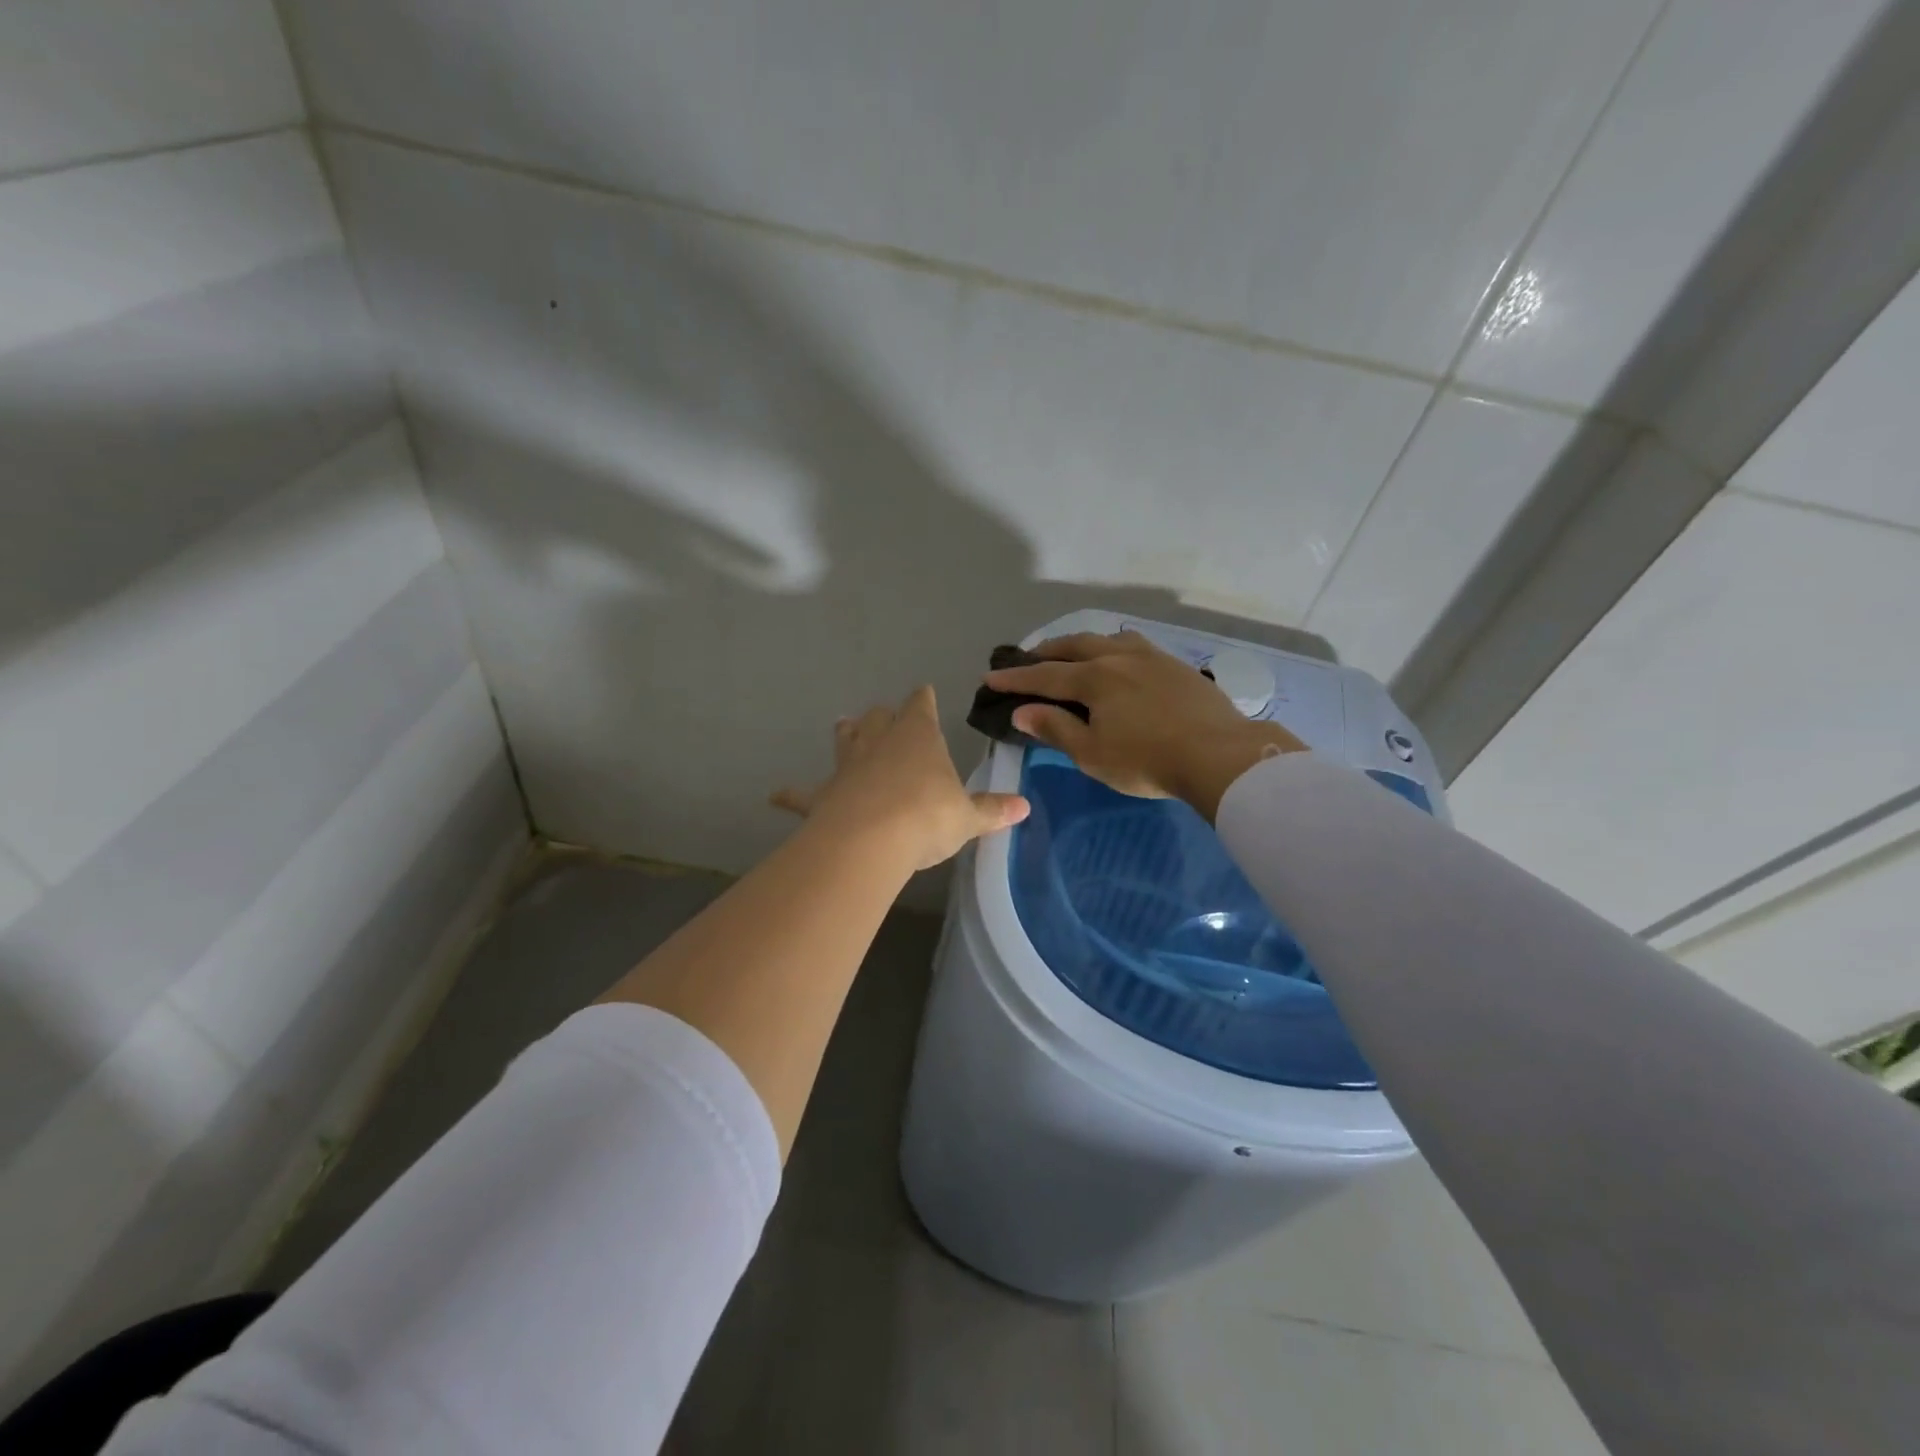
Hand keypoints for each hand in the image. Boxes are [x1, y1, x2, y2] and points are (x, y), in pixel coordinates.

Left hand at [772, 686, 1029, 870]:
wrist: (871, 840)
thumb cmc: (927, 817)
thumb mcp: (967, 817)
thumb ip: (992, 810)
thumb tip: (1025, 806)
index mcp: (917, 736)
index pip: (920, 706)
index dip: (923, 700)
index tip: (924, 693)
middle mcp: (880, 742)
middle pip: (878, 718)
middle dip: (883, 716)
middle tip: (884, 716)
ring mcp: (847, 767)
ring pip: (845, 740)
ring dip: (846, 735)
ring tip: (843, 726)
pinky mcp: (823, 796)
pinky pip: (803, 794)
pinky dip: (791, 795)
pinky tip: (775, 795)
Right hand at [984, 631, 1304, 820]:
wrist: (1219, 754)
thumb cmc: (1147, 760)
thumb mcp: (1092, 753)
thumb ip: (1056, 728)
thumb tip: (1023, 711)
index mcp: (1094, 678)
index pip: (1044, 675)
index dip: (1015, 678)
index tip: (991, 678)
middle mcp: (1118, 657)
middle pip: (1074, 646)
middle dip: (1046, 652)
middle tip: (1028, 659)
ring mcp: (1151, 657)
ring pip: (1107, 640)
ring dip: (1081, 645)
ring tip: (1072, 654)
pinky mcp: (1176, 665)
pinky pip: (1133, 646)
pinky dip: (1112, 648)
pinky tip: (1119, 660)